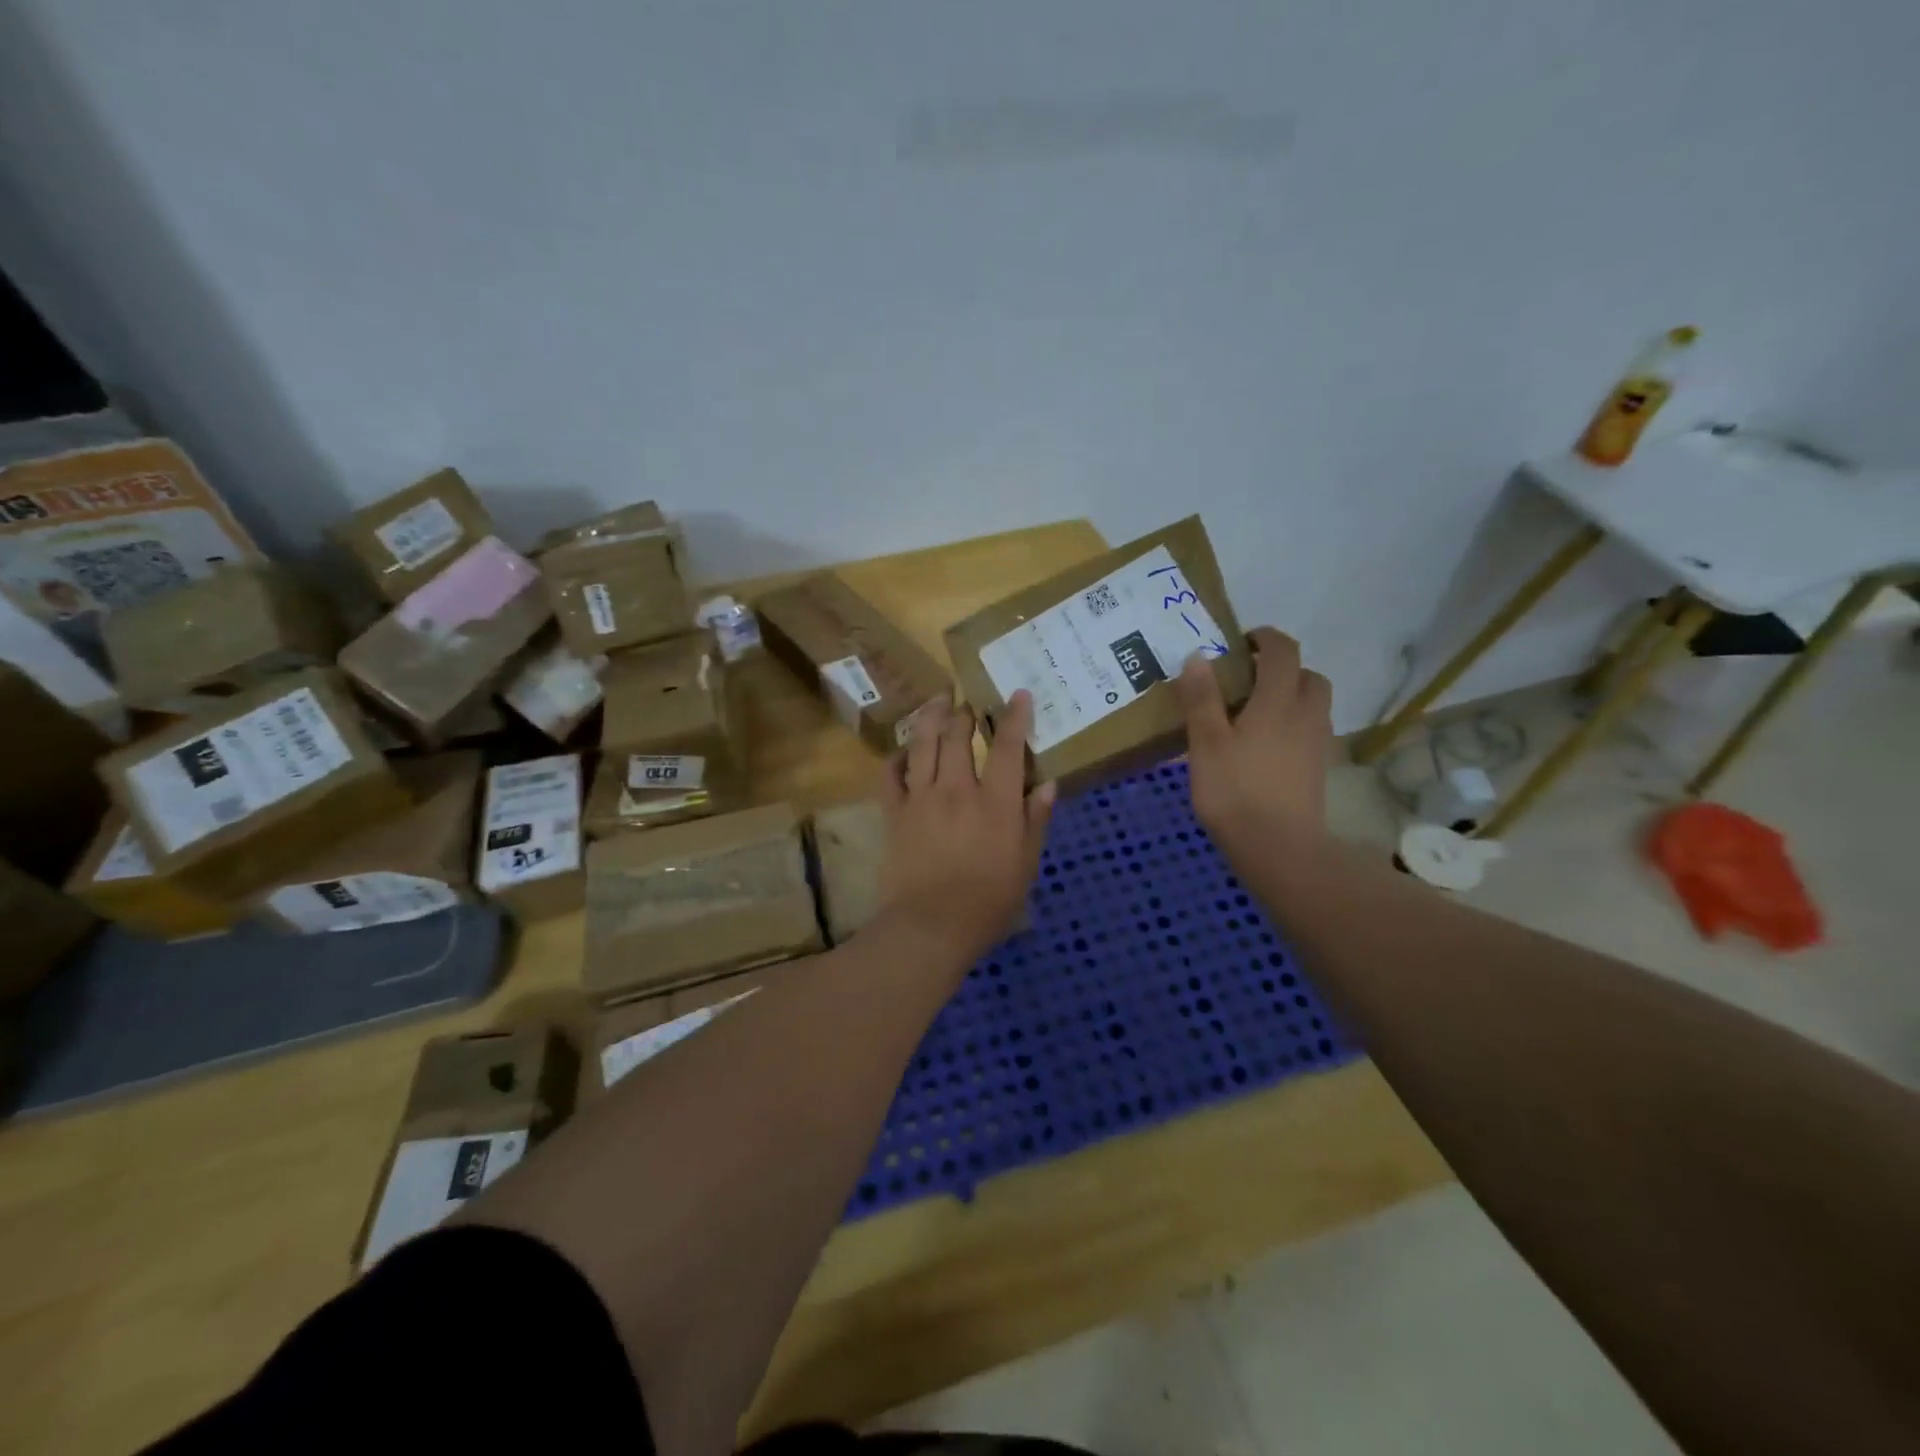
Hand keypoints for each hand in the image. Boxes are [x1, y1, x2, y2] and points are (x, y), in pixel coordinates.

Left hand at [876, 692, 1055, 968]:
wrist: (931, 925)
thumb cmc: (988, 902)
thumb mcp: (1025, 864)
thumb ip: (1036, 821)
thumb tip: (1048, 784)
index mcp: (995, 802)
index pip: (1007, 748)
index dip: (1014, 717)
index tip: (1017, 694)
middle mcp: (957, 789)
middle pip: (958, 736)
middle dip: (965, 713)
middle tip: (968, 702)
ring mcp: (921, 798)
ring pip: (923, 744)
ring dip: (931, 717)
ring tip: (938, 700)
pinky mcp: (895, 813)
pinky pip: (890, 774)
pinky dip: (896, 757)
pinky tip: (903, 751)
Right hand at [1176, 627, 1332, 864]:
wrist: (1278, 848)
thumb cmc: (1235, 791)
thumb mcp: (1206, 743)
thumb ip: (1201, 699)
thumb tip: (1198, 656)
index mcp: (1278, 701)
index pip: (1283, 652)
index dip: (1265, 638)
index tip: (1242, 642)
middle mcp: (1306, 715)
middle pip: (1309, 676)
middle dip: (1284, 668)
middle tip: (1250, 680)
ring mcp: (1316, 744)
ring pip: (1314, 705)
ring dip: (1291, 696)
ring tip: (1254, 713)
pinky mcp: (1317, 770)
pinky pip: (1310, 731)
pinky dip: (1293, 725)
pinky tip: (1265, 746)